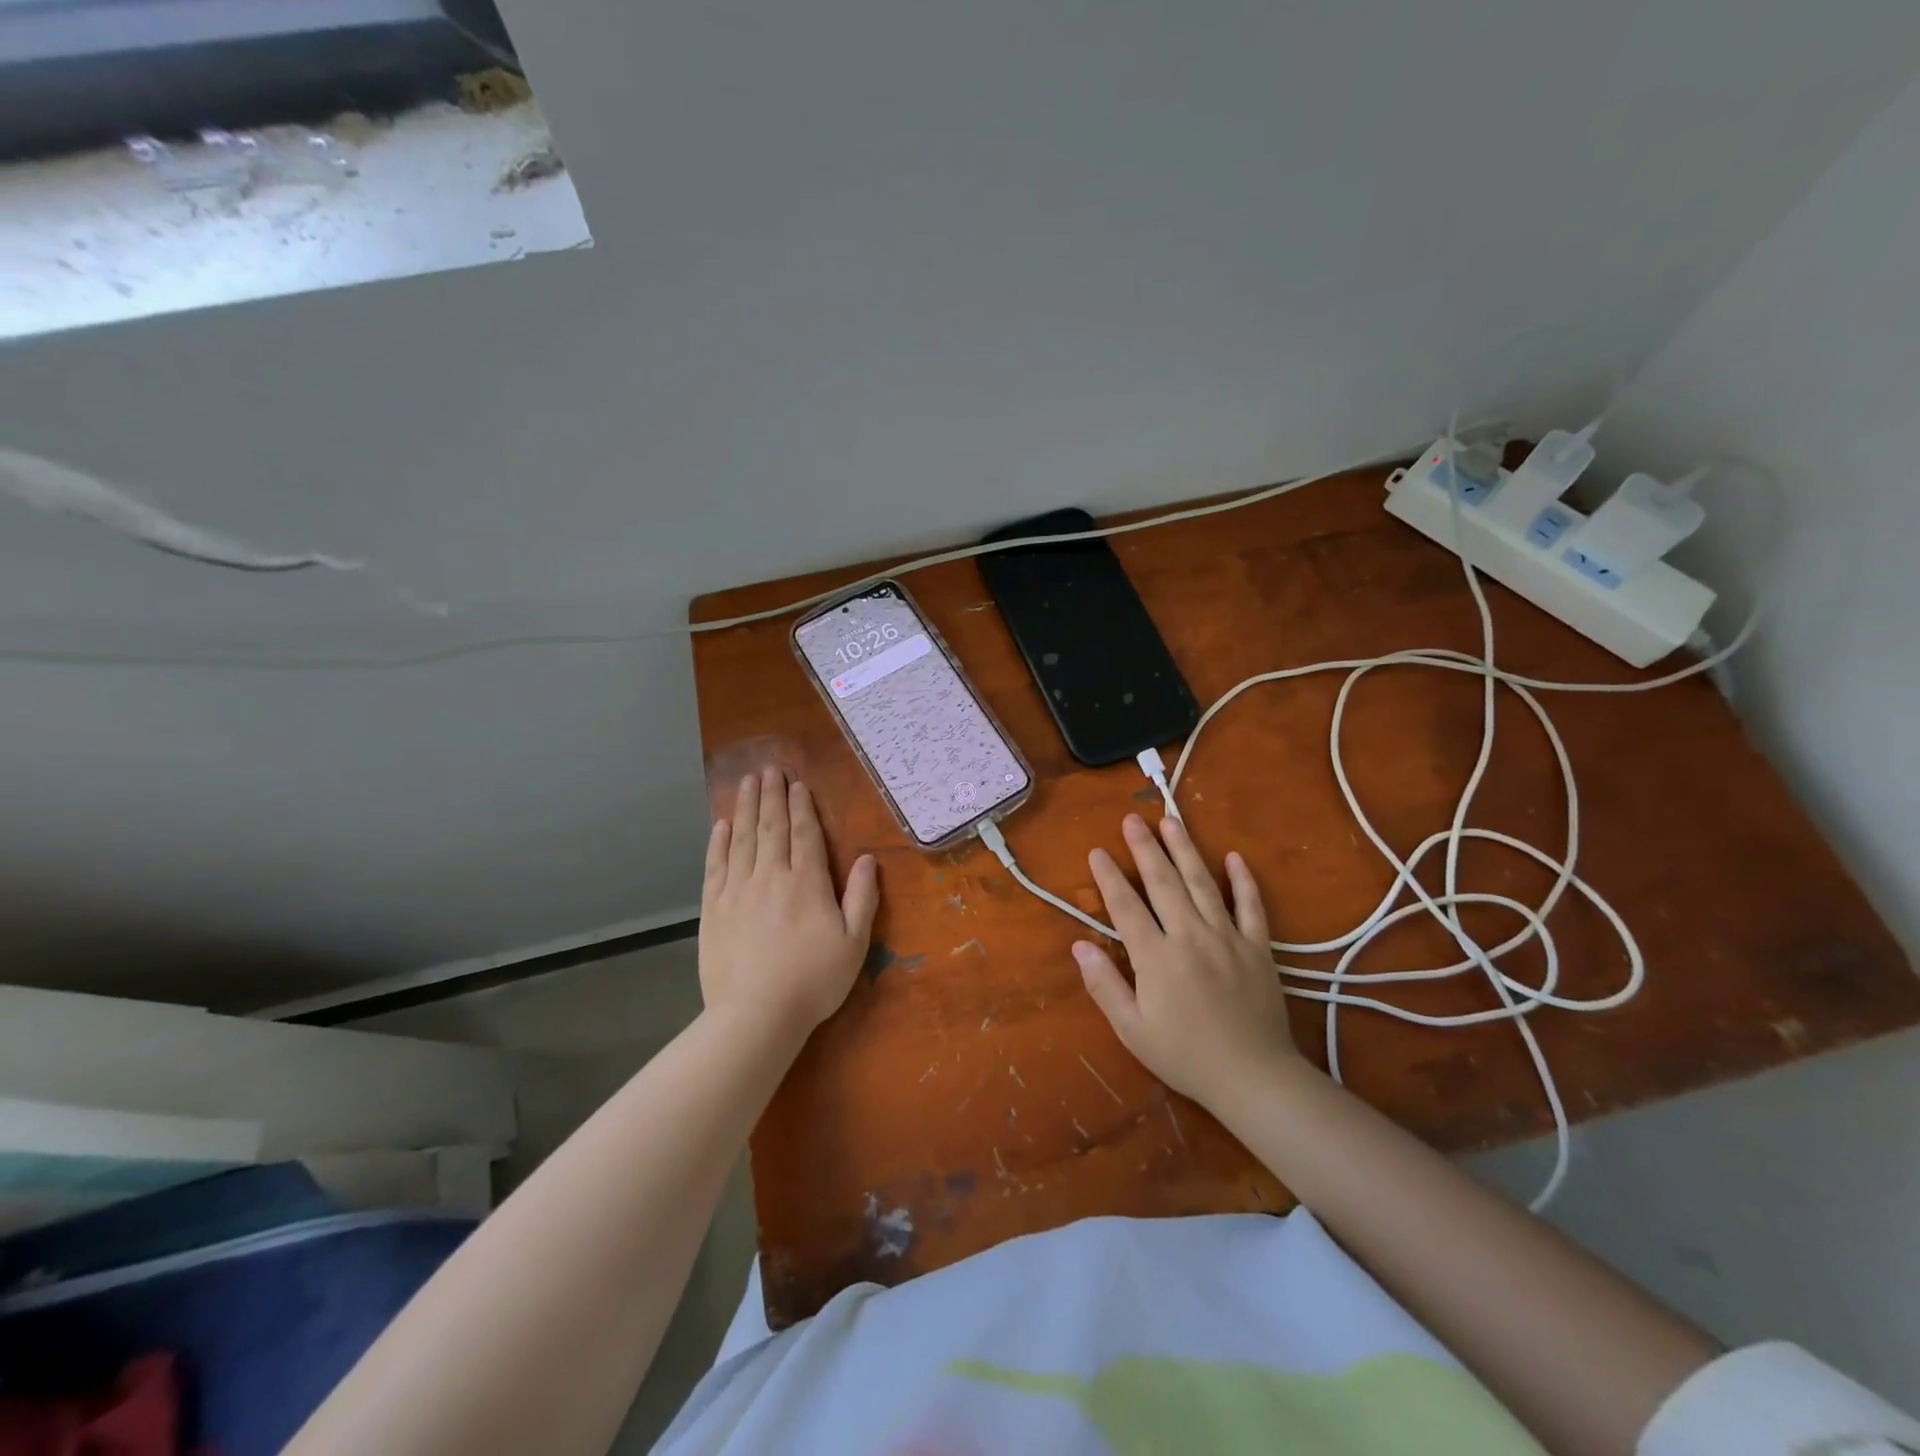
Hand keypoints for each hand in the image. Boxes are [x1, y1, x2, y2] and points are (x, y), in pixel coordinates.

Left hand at [700, 766, 879, 1037]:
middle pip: (771, 827)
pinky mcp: (714, 908)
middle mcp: (771, 876)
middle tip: (768, 768)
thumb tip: (867, 858)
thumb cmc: (813, 981)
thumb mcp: (853, 942)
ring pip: (743, 838)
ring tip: (747, 782)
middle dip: (771, 795)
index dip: (801, 806)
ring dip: (746, 807)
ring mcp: (738, 890)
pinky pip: (716, 865)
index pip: (804, 834)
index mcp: (807, 883)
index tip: (796, 783)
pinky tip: (721, 824)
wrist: (755, 1015)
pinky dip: (719, 842)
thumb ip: (861, 897)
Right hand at [1075, 813, 1295, 1109]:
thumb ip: (1104, 985)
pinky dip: (1243, 881)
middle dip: (1145, 848)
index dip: (1109, 878)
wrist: (1253, 1077)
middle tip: (1132, 819)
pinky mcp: (1258, 947)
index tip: (1097, 851)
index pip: (1126, 907)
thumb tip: (1079, 944)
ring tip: (1172, 820)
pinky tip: (1234, 857)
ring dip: (1185, 850)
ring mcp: (1228, 937)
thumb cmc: (1185, 1056)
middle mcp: (1190, 936)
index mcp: (1156, 958)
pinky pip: (1251, 906)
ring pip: (1203, 884)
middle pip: (1164, 883)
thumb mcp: (1133, 1030)